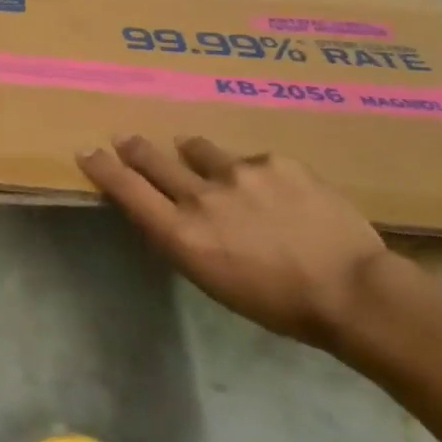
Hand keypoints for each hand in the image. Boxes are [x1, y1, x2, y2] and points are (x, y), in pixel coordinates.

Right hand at [77, 134, 391, 347]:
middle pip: (153, 160)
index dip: (103, 168)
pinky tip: (271, 188)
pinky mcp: (276, 161)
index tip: (87, 152)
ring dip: (193, 154)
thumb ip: (182, 239)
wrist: (353, 290)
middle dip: (135, 149)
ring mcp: (239, 173)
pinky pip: (251, 160)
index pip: (127, 190)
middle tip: (125, 139)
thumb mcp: (212, 280)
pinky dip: (251, 172)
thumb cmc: (277, 302)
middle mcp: (201, 196)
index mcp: (181, 233)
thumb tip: (167, 212)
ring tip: (197, 154)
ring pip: (199, 150)